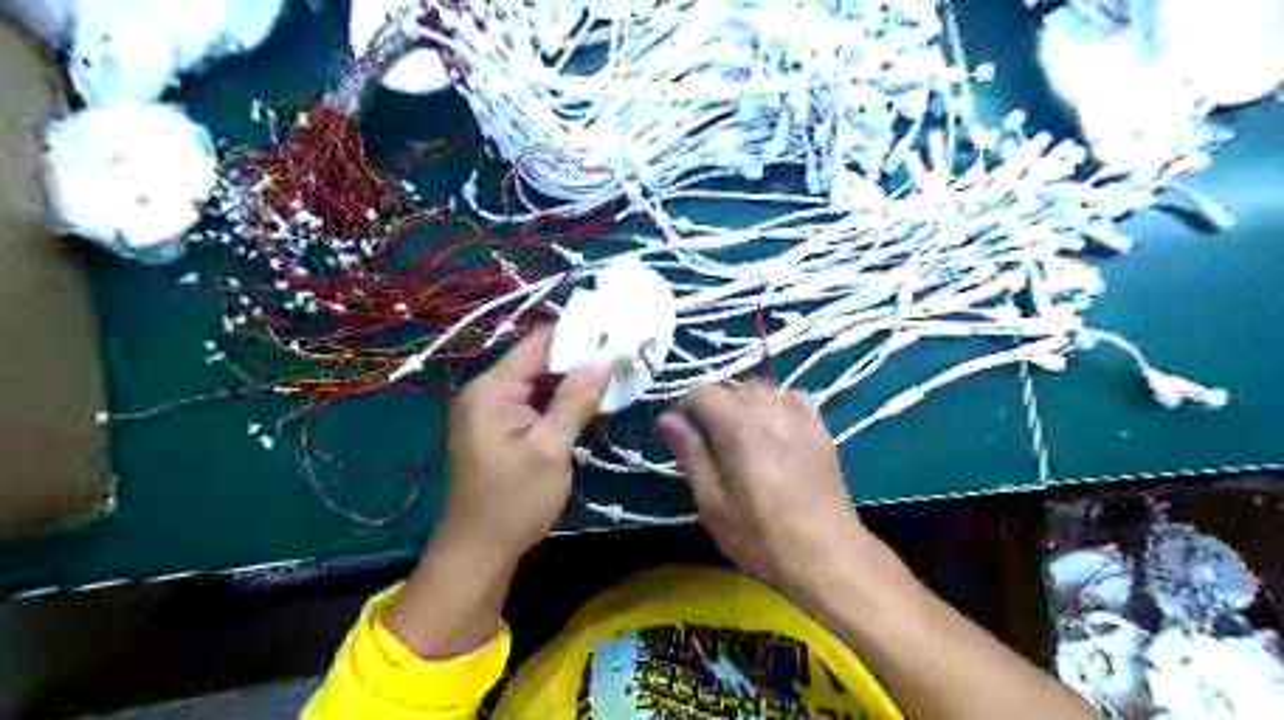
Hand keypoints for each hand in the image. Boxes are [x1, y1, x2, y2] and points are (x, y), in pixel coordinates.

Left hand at [442, 326, 609, 562]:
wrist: (478, 553)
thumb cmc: (513, 502)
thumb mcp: (550, 449)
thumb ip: (575, 399)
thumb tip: (603, 355)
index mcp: (492, 390)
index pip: (538, 344)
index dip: (578, 334)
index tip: (616, 331)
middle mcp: (488, 392)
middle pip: (539, 362)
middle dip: (581, 358)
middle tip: (625, 354)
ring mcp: (493, 412)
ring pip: (540, 383)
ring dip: (575, 381)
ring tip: (617, 373)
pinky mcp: (502, 429)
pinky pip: (536, 404)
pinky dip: (563, 402)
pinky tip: (593, 402)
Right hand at [657, 382, 866, 596]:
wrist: (827, 554)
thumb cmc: (761, 535)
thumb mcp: (712, 503)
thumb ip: (690, 454)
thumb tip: (667, 418)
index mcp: (738, 425)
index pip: (701, 392)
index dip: (684, 409)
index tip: (682, 437)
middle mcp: (768, 408)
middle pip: (730, 386)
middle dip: (711, 407)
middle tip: (708, 445)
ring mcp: (798, 415)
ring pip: (759, 388)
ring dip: (741, 403)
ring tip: (739, 437)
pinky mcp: (819, 427)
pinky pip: (790, 397)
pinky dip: (774, 403)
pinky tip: (773, 428)